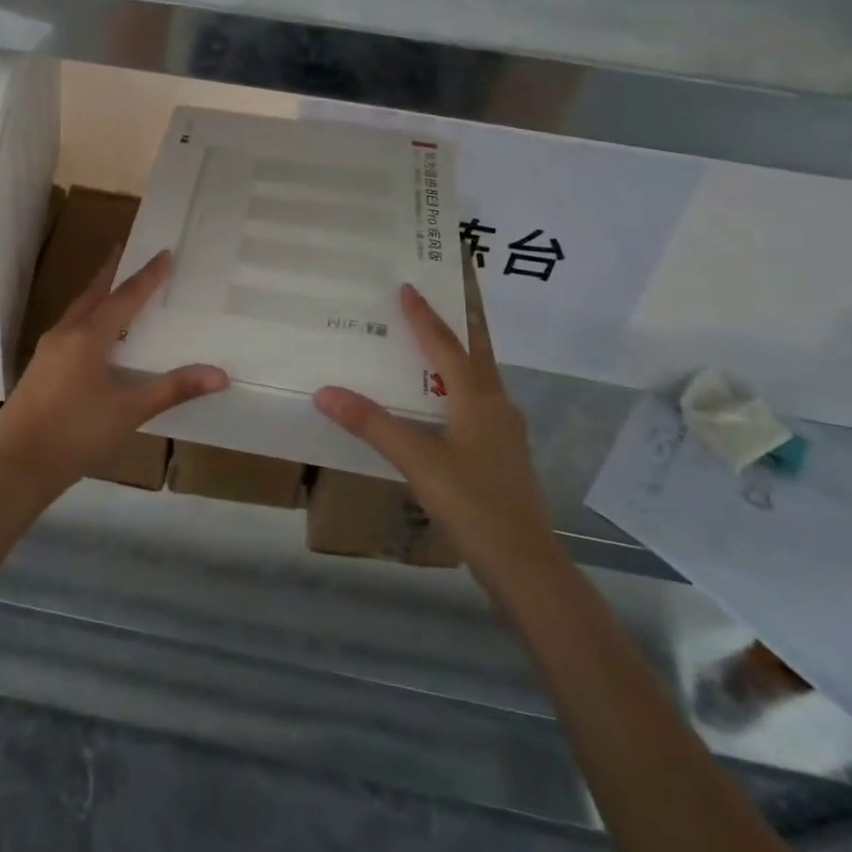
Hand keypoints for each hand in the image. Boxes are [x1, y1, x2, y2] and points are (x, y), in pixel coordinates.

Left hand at [0, 250, 227, 497]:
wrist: (13, 467)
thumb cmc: (74, 434)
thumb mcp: (129, 411)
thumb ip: (173, 389)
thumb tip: (219, 374)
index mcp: (88, 336)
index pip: (125, 297)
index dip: (147, 276)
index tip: (163, 252)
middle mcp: (65, 335)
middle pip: (93, 294)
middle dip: (110, 273)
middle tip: (124, 250)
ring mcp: (47, 353)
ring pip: (77, 312)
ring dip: (95, 295)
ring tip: (110, 288)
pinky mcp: (39, 371)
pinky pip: (68, 331)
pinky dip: (86, 320)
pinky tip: (91, 338)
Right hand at [313, 273, 555, 576]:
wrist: (525, 564)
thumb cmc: (473, 504)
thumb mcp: (417, 461)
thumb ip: (372, 425)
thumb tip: (326, 392)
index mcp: (478, 397)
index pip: (446, 344)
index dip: (424, 315)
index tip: (409, 286)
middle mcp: (496, 404)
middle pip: (477, 351)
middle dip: (461, 321)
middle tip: (443, 295)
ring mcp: (504, 431)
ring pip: (480, 377)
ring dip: (460, 353)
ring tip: (435, 342)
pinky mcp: (502, 454)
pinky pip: (478, 402)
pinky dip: (459, 385)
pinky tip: (442, 402)